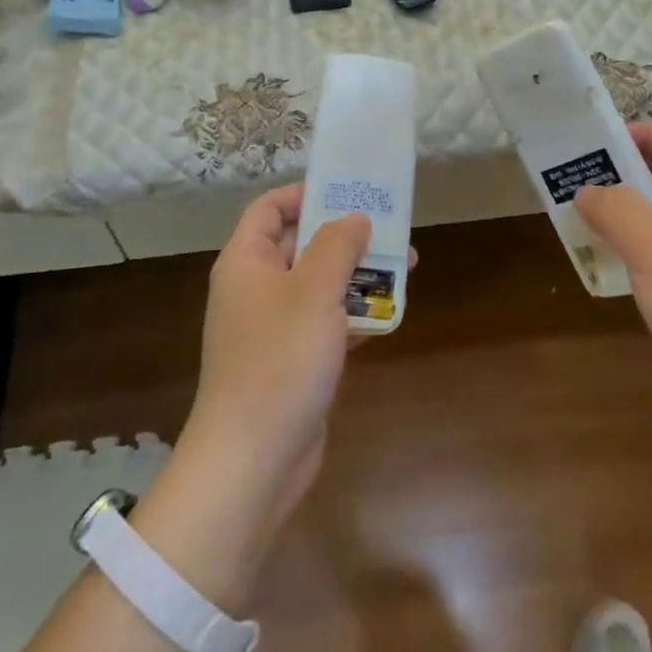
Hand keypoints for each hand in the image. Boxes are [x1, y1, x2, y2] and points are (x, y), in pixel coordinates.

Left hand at [182, 186, 369, 520]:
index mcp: (246, 261)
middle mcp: (256, 288)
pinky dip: (353, 315)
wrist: (253, 460)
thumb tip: (355, 218)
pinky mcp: (292, 360)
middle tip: (390, 228)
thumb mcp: (314, 290)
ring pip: (318, 285)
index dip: (305, 194)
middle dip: (345, 236)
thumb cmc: (280, 359)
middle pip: (300, 244)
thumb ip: (338, 245)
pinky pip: (324, 323)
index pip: (269, 208)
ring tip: (404, 266)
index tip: (348, 192)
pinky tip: (389, 314)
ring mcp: (273, 327)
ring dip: (357, 276)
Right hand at [573, 121, 651, 431]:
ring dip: (630, 210)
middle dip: (628, 172)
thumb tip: (587, 192)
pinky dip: (641, 243)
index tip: (600, 145)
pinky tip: (611, 257)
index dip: (643, 133)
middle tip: (582, 179)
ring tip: (586, 215)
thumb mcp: (651, 244)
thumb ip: (613, 207)